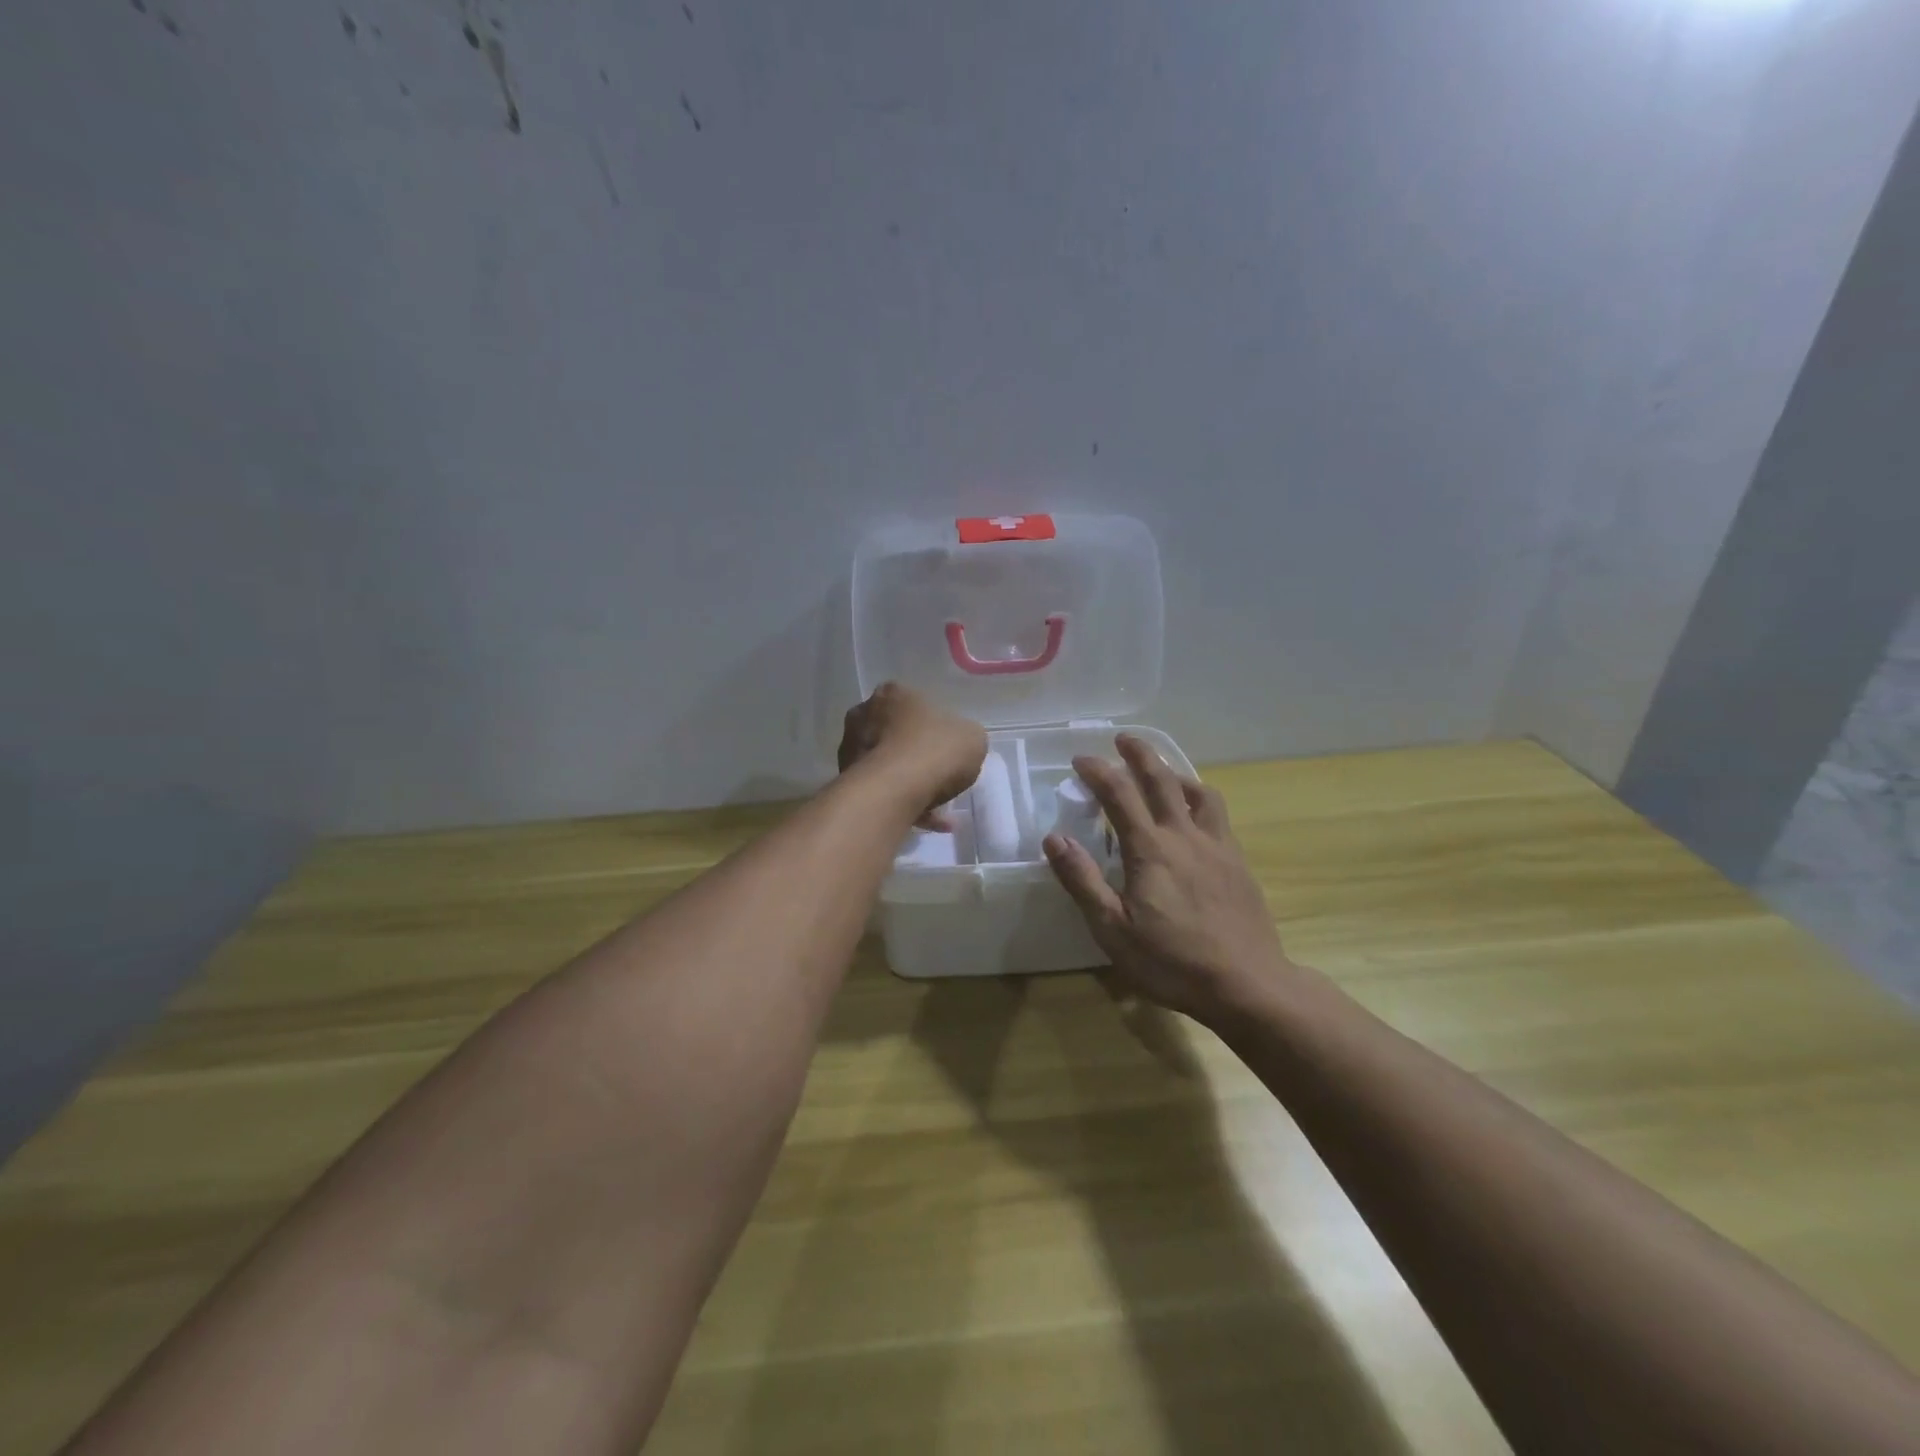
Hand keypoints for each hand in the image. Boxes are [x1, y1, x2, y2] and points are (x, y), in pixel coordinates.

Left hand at [838, 683, 987, 830]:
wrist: (892, 791)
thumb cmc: (934, 752)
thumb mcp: (972, 738)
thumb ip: (965, 737)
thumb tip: (958, 745)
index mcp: (893, 694)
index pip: (915, 704)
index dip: (936, 728)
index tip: (949, 749)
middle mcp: (864, 715)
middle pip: (898, 735)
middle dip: (919, 756)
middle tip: (942, 778)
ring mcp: (850, 748)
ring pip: (889, 766)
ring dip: (912, 785)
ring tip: (939, 811)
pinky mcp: (846, 780)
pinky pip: (882, 791)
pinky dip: (904, 804)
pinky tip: (928, 823)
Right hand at [1043, 736, 1294, 1026]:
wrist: (1248, 984)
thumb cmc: (1172, 961)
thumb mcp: (1112, 929)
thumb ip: (1083, 880)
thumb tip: (1054, 838)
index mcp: (1150, 849)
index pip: (1118, 794)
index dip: (1097, 771)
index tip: (1080, 760)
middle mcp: (1184, 836)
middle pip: (1161, 779)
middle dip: (1139, 754)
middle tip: (1123, 739)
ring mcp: (1217, 847)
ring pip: (1198, 792)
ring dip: (1175, 773)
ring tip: (1163, 773)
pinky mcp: (1238, 862)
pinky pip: (1218, 816)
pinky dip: (1200, 800)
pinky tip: (1196, 817)